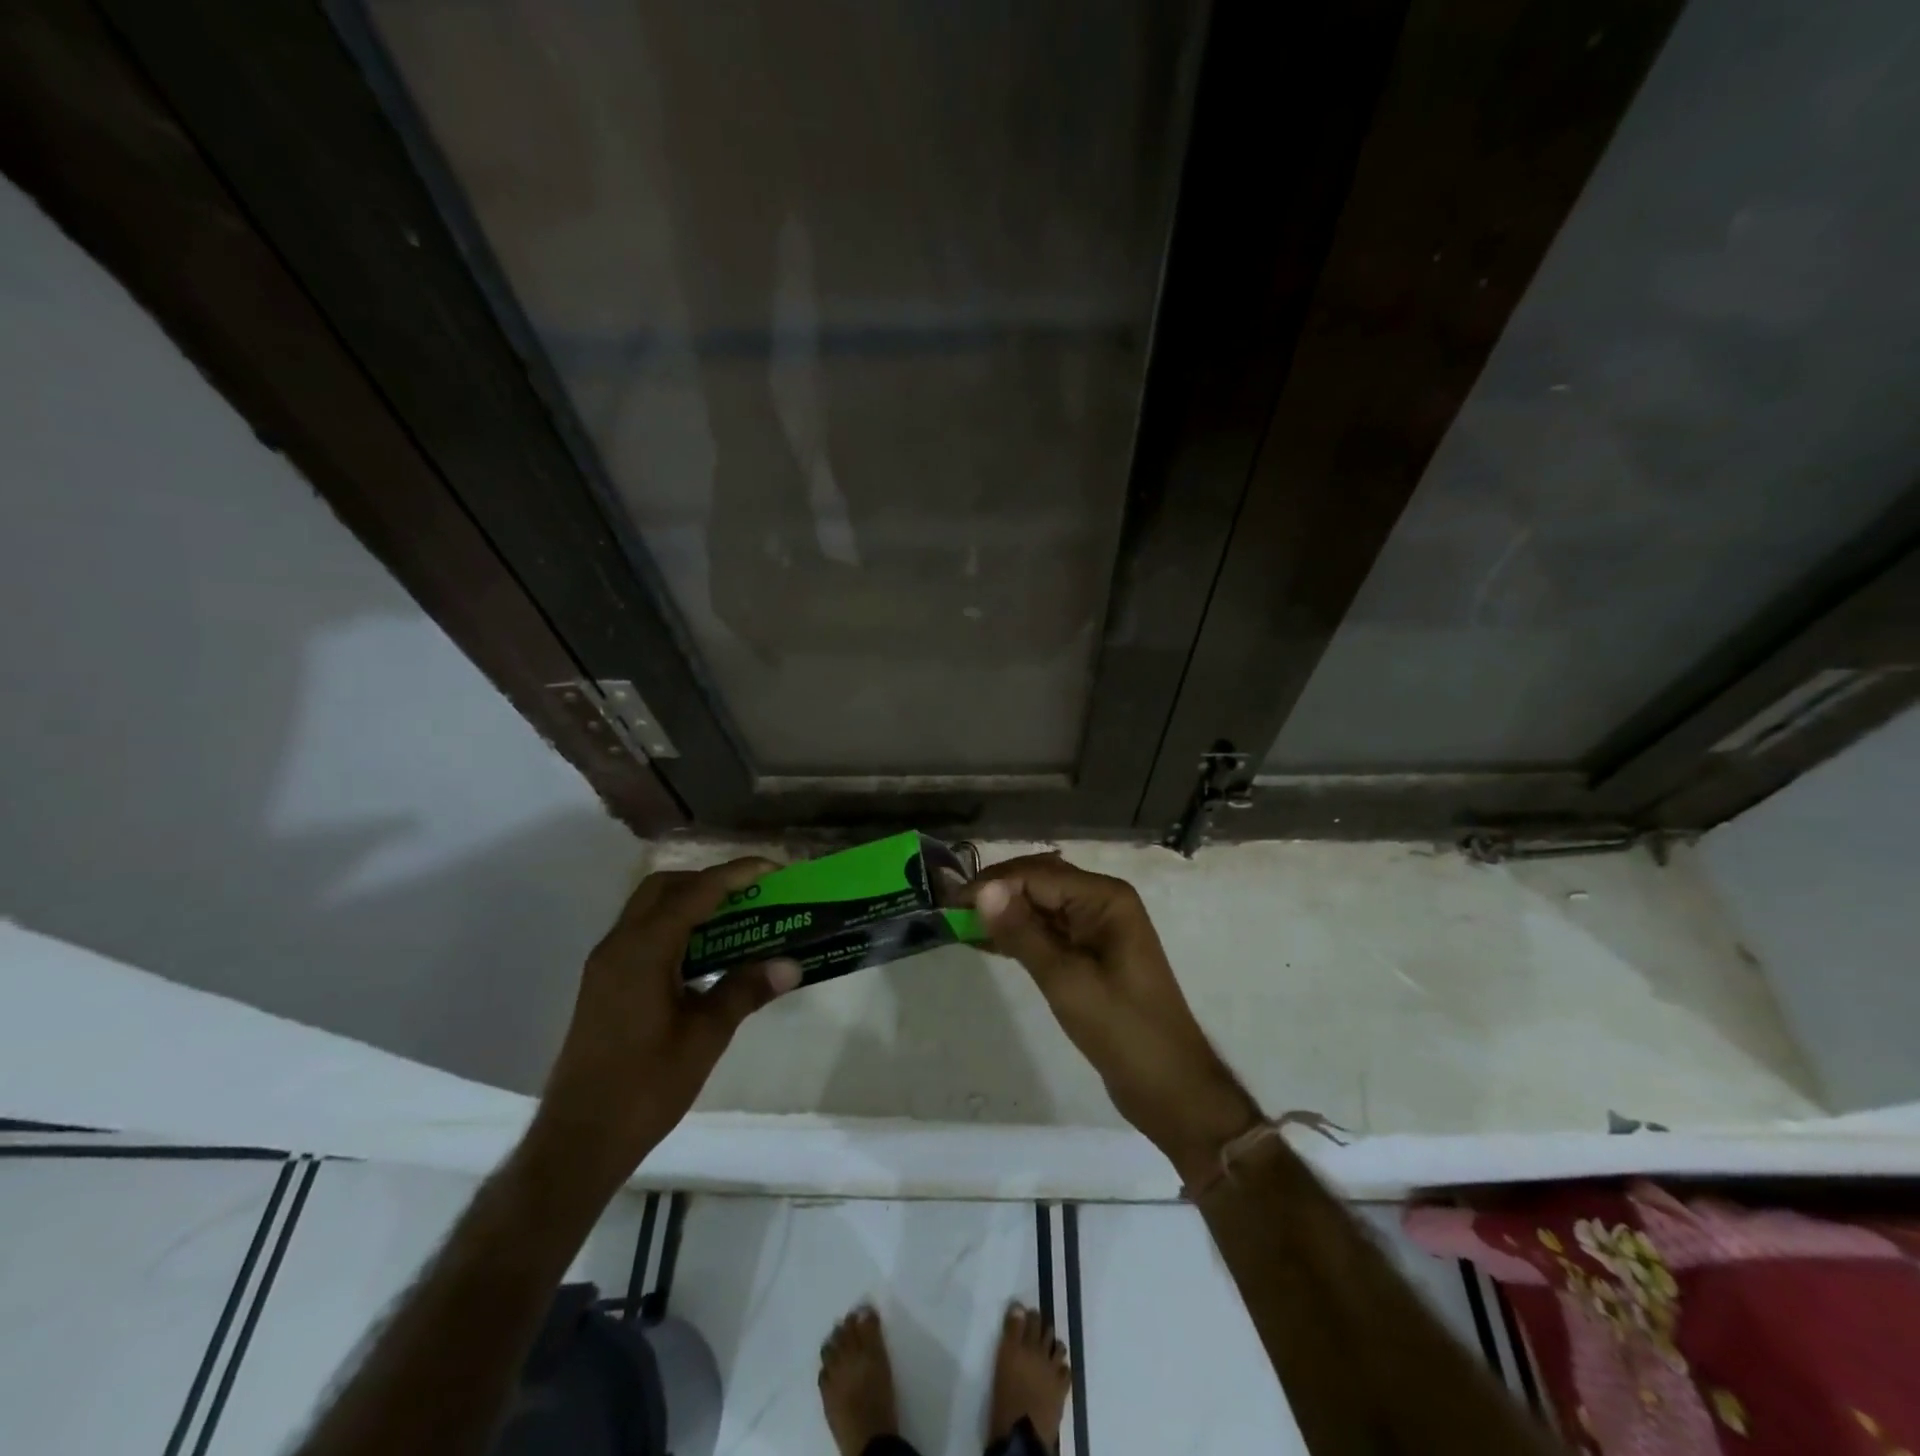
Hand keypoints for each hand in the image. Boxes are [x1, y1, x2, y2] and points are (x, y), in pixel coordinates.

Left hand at [536, 858, 800, 1182]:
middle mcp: (619, 945)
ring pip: (650, 909)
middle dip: (710, 881)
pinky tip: (705, 955)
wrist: (578, 1141)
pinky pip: (643, 934)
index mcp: (643, 950)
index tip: (774, 869)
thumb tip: (790, 964)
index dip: (737, 874)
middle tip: (751, 894)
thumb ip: (745, 990)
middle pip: (665, 887)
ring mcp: (607, 964)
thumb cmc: (645, 1087)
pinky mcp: (604, 983)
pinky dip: (676, 928)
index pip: (696, 892)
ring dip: (691, 903)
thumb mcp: (705, 1037)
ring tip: (736, 919)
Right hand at [969, 853, 1260, 1184]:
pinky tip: (986, 943)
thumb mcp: (1065, 980)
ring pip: (1042, 908)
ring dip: (1005, 914)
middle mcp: (1103, 903)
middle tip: (949, 910)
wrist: (1169, 1087)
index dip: (993, 884)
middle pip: (1040, 884)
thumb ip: (1022, 932)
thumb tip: (982, 890)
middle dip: (997, 894)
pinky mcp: (1091, 954)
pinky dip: (1019, 936)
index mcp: (1106, 898)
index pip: (1038, 875)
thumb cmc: (1122, 1029)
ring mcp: (1098, 929)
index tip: (949, 900)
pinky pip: (1049, 933)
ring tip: (959, 924)